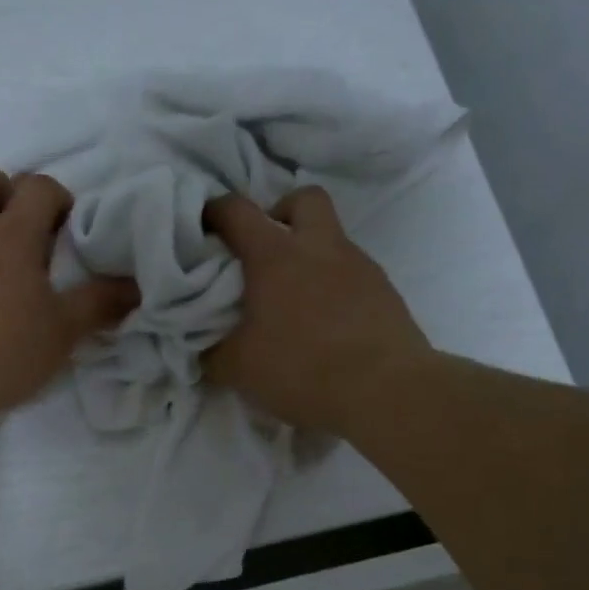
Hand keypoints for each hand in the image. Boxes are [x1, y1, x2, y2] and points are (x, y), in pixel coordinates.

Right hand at [203, 186, 430, 435]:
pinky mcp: (385, 291)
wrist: (385, 390)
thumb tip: (203, 347)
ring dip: (311, 255)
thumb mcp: (238, 369)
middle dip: (281, 212)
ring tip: (295, 298)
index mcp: (275, 256)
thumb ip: (212, 352)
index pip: (237, 211)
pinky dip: (335, 286)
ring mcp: (359, 266)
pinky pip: (353, 273)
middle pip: (304, 200)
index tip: (205, 225)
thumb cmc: (301, 369)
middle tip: (265, 249)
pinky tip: (327, 323)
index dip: (215, 211)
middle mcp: (319, 248)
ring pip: (332, 238)